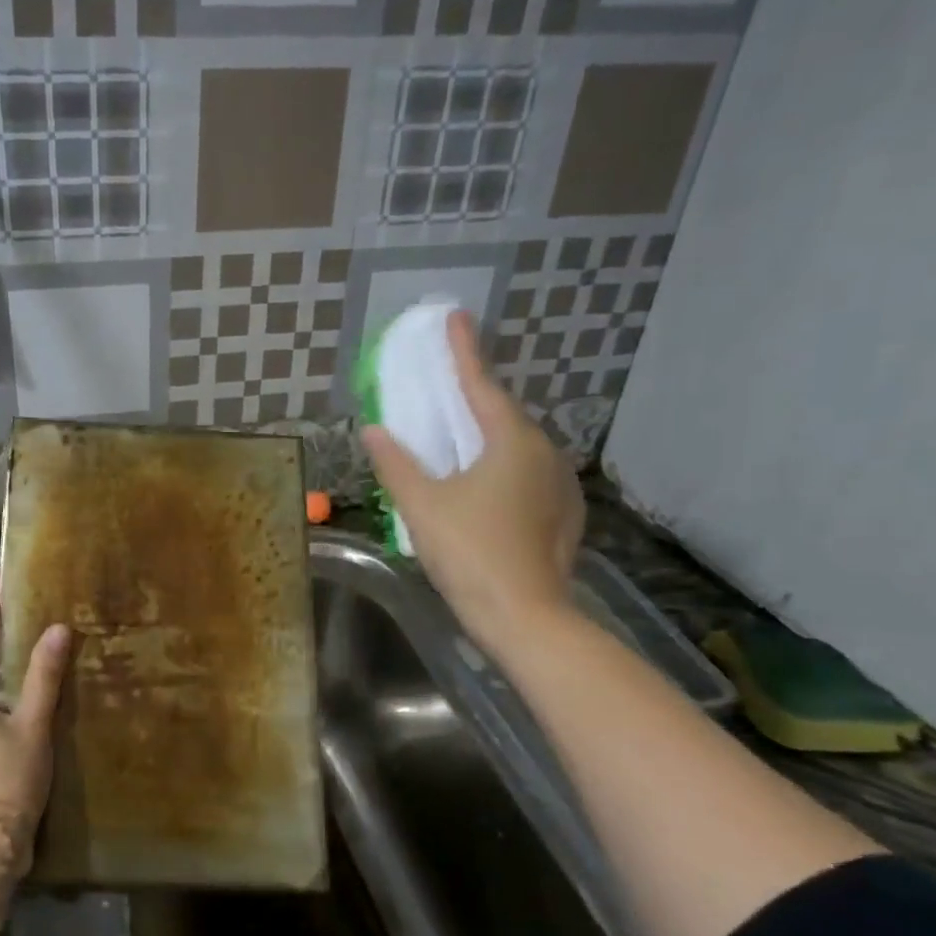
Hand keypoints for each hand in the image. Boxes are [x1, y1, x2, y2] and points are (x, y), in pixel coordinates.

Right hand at [362, 310, 584, 651]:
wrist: (525, 617)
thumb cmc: (469, 552)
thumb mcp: (421, 505)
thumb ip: (395, 463)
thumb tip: (373, 429)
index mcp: (511, 442)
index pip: (481, 385)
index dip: (463, 351)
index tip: (455, 317)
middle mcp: (543, 454)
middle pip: (503, 415)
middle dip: (475, 397)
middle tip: (448, 385)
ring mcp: (559, 486)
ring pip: (518, 447)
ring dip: (488, 435)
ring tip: (461, 435)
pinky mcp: (562, 514)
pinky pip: (527, 473)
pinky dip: (502, 466)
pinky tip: (486, 484)